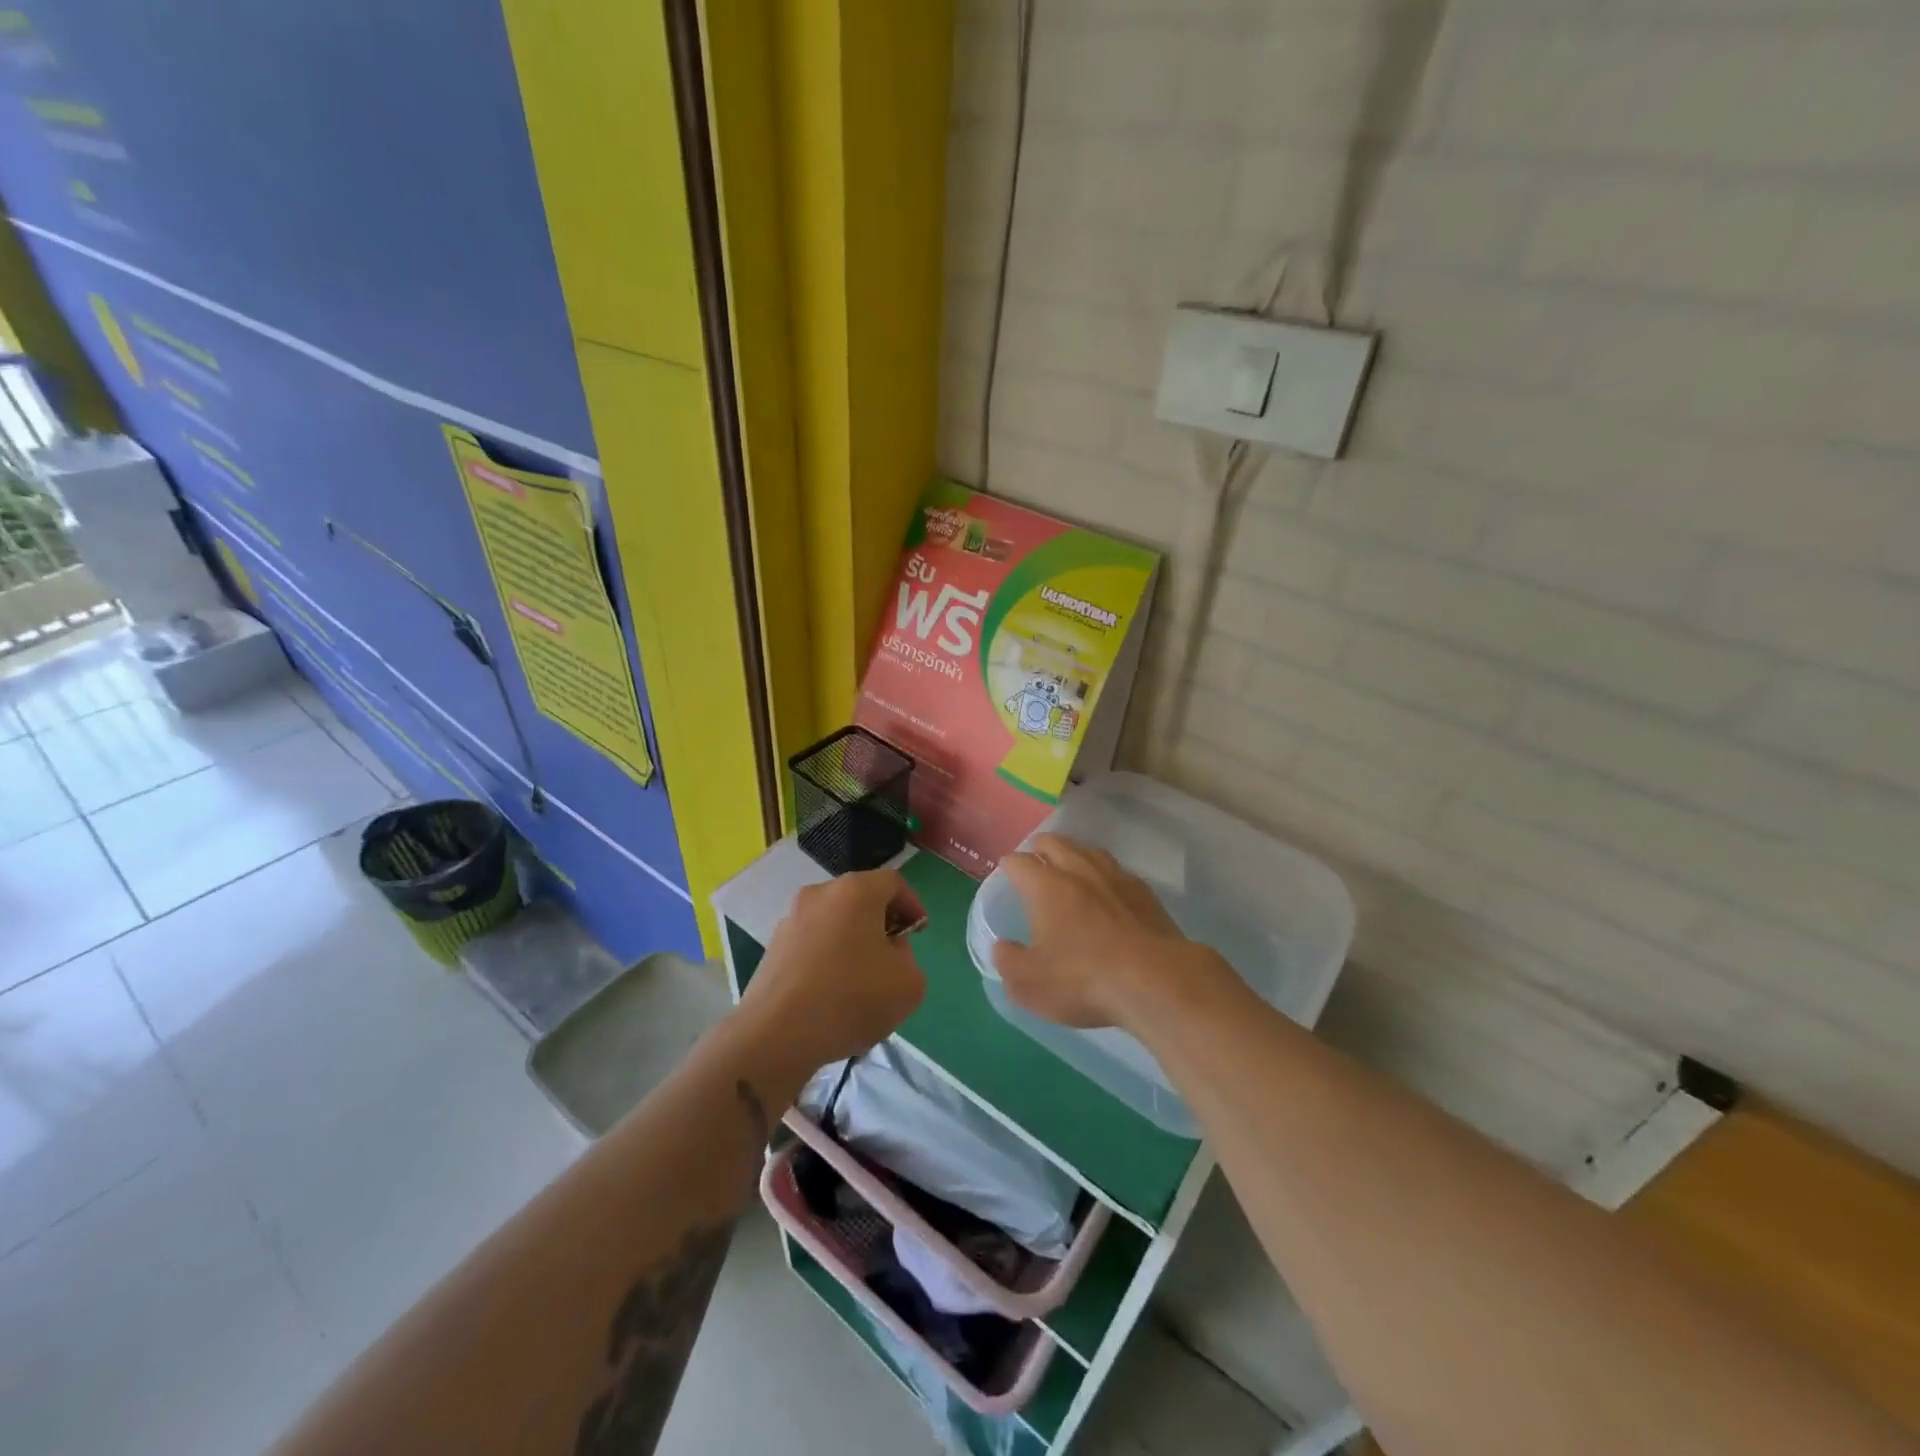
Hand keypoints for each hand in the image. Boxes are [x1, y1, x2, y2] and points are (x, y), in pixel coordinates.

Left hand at [740, 869, 926, 1074]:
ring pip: (834, 922)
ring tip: (862, 980)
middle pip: (860, 898)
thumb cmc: (851, 998)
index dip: (912, 904)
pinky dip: (828, 959)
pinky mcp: (773, 948)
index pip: (893, 882)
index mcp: (855, 891)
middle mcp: (820, 894)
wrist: (777, 1035)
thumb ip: (907, 956)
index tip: (919, 932)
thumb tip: (886, 951)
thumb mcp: (908, 982)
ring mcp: (791, 920)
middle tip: (894, 954)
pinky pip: (812, 944)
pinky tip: (833, 995)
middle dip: (881, 922)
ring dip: (852, 941)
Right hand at [992, 833, 1225, 1030]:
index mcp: (1045, 886)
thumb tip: (1001, 946)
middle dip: (1040, 848)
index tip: (1007, 873)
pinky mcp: (1144, 892)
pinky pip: (1118, 870)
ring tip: (1070, 868)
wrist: (1156, 981)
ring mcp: (1115, 877)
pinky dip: (1105, 874)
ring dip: (1074, 855)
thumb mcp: (1031, 984)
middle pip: (1055, 843)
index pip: (1019, 862)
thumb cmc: (1084, 980)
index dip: (1009, 866)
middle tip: (1036, 862)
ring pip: (1089, 851)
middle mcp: (1078, 870)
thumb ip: (1008, 962)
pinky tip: (1108, 890)